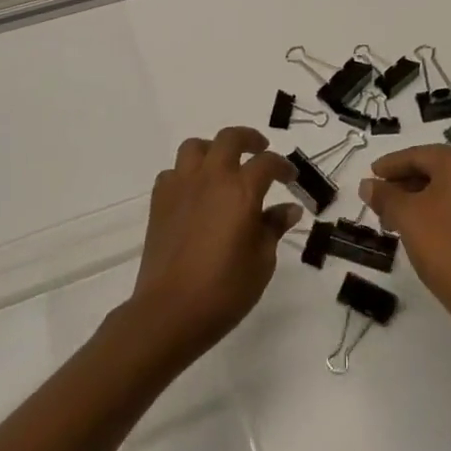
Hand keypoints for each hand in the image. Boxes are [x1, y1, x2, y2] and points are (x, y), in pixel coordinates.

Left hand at [127, 127, 300, 360]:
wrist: (169, 313)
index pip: (267, 163)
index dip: (283, 167)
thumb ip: (274, 228)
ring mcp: (182, 187)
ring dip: (213, 149)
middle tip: (260, 150)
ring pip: (195, 147)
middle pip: (230, 138)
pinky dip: (186, 174)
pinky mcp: (159, 202)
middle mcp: (211, 178)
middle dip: (249, 139)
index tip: (291, 178)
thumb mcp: (262, 262)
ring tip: (223, 165)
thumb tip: (289, 210)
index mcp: (242, 190)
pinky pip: (172, 172)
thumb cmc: (224, 290)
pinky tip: (194, 192)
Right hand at [359, 145, 450, 325]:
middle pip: (434, 168)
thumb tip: (367, 185)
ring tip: (391, 218)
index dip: (391, 164)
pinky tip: (416, 226)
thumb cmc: (444, 245)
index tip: (370, 174)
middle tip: (377, 198)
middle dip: (403, 183)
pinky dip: (435, 208)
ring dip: (417, 198)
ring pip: (445, 187)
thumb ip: (384, 196)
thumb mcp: (407, 217)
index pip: (419, 155)